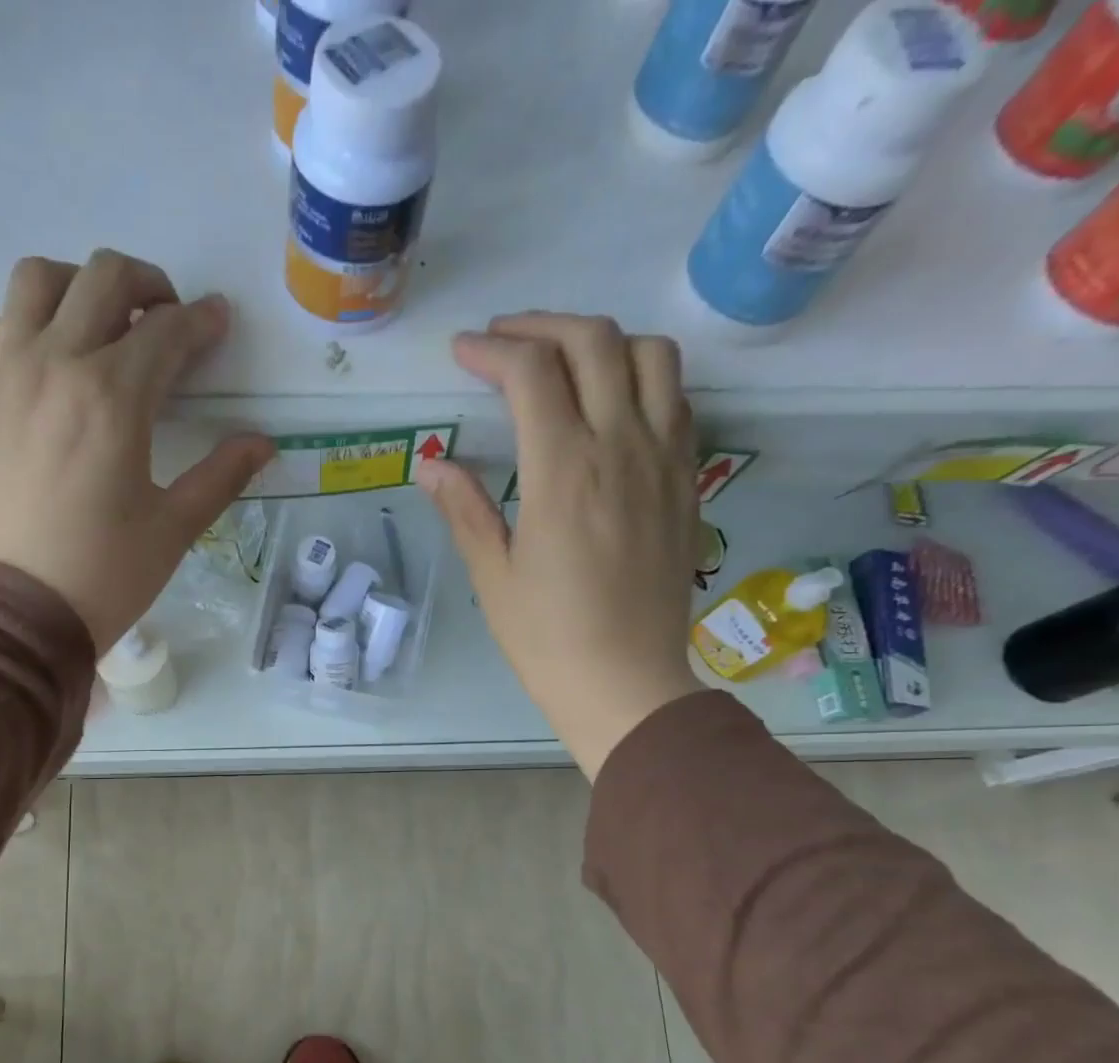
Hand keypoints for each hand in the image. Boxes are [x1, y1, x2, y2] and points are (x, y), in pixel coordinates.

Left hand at [0, 250, 276, 651]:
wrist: (12, 612)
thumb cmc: (103, 575)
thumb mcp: (174, 529)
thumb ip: (221, 476)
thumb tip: (263, 443)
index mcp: (114, 396)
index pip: (167, 330)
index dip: (201, 322)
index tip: (217, 324)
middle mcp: (56, 363)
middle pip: (104, 277)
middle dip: (149, 285)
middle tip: (167, 321)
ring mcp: (6, 373)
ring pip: (40, 281)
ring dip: (81, 287)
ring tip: (103, 327)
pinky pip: (2, 324)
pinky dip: (34, 320)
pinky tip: (54, 362)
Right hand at [416, 313, 701, 776]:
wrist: (626, 681)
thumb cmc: (546, 637)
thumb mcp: (493, 575)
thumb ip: (464, 508)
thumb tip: (431, 463)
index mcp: (564, 470)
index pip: (532, 372)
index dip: (491, 350)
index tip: (461, 353)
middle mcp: (622, 446)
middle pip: (595, 341)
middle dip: (542, 326)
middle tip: (503, 342)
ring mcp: (664, 459)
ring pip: (651, 355)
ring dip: (601, 340)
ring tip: (562, 361)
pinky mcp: (686, 480)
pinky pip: (676, 398)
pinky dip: (640, 376)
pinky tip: (610, 402)